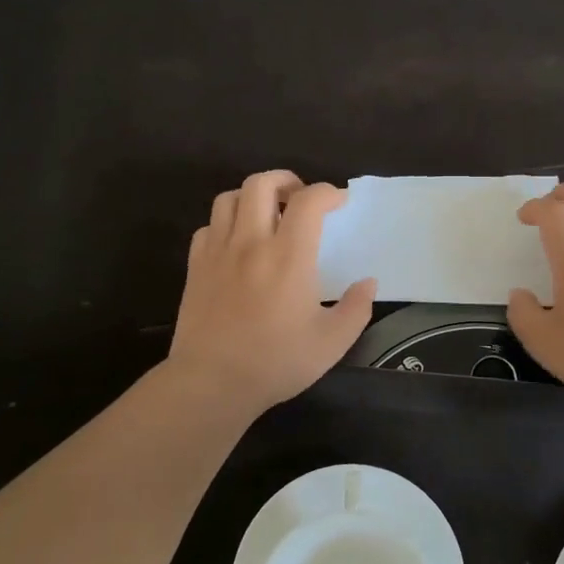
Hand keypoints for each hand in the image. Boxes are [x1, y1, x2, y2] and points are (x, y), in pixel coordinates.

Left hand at [169, 171, 375, 417]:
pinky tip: (237, 243)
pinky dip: (226, 224)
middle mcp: (251, 242)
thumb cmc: (276, 362)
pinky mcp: (195, 267)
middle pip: (261, 183)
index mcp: (289, 256)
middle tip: (300, 199)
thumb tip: (368, 282)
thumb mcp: (332, 342)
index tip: (339, 203)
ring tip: (268, 215)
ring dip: (253, 197)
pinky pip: (208, 227)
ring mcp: (218, 252)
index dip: (327, 192)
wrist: (212, 383)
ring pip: (229, 198)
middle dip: (286, 180)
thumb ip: (357, 308)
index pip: (308, 200)